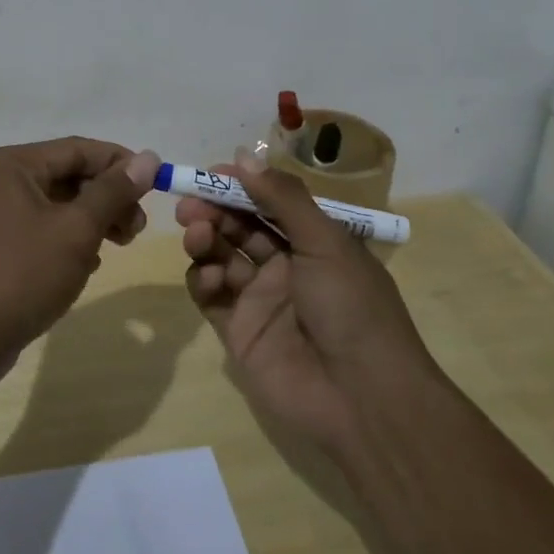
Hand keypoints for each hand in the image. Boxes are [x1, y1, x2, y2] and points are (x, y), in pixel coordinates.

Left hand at [0, 138, 160, 383]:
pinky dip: (73, 241)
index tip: (157, 186)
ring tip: (121, 245)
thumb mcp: (76, 230)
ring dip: (95, 220)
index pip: (80, 149)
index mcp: (15, 164)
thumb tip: (148, 158)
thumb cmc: (20, 274)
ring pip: (61, 205)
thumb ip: (113, 192)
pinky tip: (90, 265)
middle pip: (71, 175)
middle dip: (109, 197)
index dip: (122, 163)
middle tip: (137, 228)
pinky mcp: (1, 247)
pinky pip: (47, 230)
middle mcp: (4, 181)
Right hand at [179, 150, 430, 452]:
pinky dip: (202, 280)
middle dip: (214, 210)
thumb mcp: (325, 242)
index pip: (269, 203)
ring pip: (220, 257)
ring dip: (205, 240)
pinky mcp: (239, 331)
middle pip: (239, 227)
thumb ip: (282, 198)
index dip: (240, 186)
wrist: (363, 398)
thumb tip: (243, 155)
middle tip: (190, 204)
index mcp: (313, 242)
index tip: (211, 173)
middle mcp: (286, 266)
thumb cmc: (352, 307)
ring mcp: (260, 299)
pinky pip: (211, 296)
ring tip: (197, 234)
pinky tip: (207, 277)